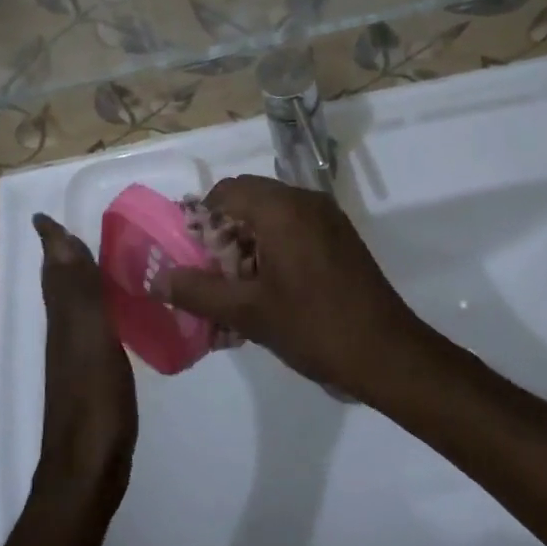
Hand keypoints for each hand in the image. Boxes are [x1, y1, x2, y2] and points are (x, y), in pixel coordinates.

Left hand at [33, 214, 136, 495]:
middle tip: (79, 228)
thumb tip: (57, 238)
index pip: (56, 267)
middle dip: (65, 254)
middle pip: (61, 283)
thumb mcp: (89, 339)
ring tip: (105, 258)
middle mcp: (64, 331)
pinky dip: (99, 306)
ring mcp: (76, 355)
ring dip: (82, 277)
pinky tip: (118, 310)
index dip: (52, 241)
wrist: (87, 473)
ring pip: (75, 303)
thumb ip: (78, 290)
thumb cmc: (93, 402)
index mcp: (64, 317)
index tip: (49, 215)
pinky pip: (92, 325)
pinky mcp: (92, 375)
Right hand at [158, 176, 420, 399]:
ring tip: (239, 286)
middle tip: (214, 274)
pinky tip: (271, 287)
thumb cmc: (314, 327)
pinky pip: (294, 225)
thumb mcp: (248, 313)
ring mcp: (326, 216)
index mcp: (281, 208)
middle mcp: (304, 200)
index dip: (201, 219)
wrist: (388, 354)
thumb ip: (198, 292)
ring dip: (248, 240)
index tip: (193, 256)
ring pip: (271, 213)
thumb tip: (157, 279)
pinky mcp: (340, 234)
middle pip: (248, 198)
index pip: (226, 192)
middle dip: (224, 231)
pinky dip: (274, 245)